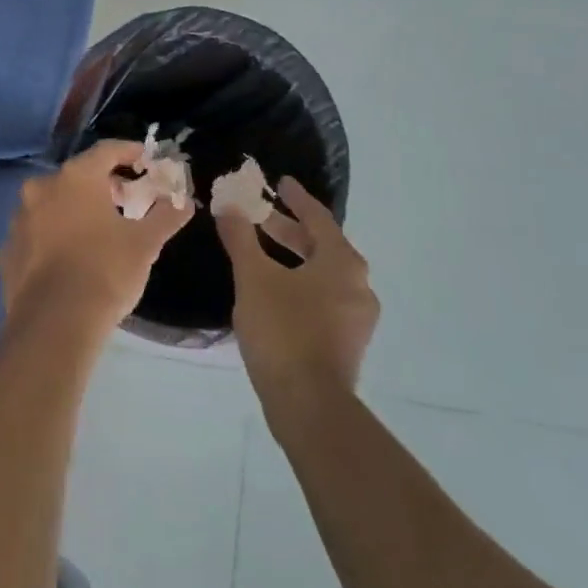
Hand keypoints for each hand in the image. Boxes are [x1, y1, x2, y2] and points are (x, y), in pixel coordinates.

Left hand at [0, 140, 192, 337]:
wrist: (54, 323)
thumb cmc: (105, 271)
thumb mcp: (145, 243)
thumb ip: (166, 216)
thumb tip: (184, 202)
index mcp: (76, 177)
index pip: (107, 150)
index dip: (131, 152)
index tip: (147, 161)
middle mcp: (42, 188)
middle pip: (79, 175)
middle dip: (105, 183)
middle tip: (128, 198)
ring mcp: (20, 218)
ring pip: (54, 202)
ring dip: (77, 208)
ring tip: (101, 229)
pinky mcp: (9, 248)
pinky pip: (38, 231)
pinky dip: (56, 234)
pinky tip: (72, 256)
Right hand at [217, 177, 378, 421]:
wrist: (308, 404)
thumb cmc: (282, 330)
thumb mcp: (253, 277)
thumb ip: (241, 238)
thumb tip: (229, 206)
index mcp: (342, 262)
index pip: (318, 218)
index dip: (296, 198)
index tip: (280, 183)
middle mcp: (358, 285)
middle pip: (322, 246)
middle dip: (289, 230)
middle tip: (260, 218)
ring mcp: (356, 317)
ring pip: (323, 274)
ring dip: (294, 259)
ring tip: (261, 254)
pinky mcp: (347, 341)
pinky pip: (324, 298)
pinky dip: (300, 284)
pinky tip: (274, 292)